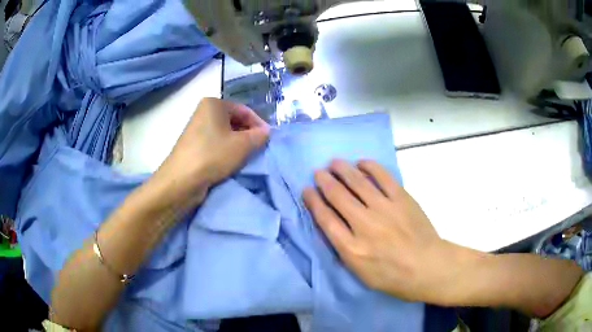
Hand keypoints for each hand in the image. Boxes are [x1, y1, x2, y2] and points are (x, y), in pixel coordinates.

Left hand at [151, 98, 269, 208]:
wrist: (182, 180)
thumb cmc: (213, 155)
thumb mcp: (243, 145)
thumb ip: (259, 136)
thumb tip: (266, 132)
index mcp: (214, 103)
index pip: (244, 110)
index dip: (259, 124)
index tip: (269, 139)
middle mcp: (204, 112)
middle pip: (234, 121)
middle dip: (248, 134)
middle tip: (259, 148)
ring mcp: (197, 129)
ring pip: (225, 133)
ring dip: (238, 144)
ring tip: (247, 157)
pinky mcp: (193, 145)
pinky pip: (216, 143)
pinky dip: (226, 150)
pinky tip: (232, 162)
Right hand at [303, 159, 462, 303]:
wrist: (427, 267)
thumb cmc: (393, 277)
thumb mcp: (360, 274)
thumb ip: (344, 250)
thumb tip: (332, 227)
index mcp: (351, 248)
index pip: (325, 218)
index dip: (313, 201)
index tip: (307, 190)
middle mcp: (364, 225)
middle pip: (338, 196)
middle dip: (324, 182)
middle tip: (318, 173)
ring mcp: (384, 209)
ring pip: (357, 182)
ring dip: (343, 170)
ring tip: (334, 163)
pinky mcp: (401, 198)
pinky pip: (383, 177)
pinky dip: (370, 167)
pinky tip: (361, 162)